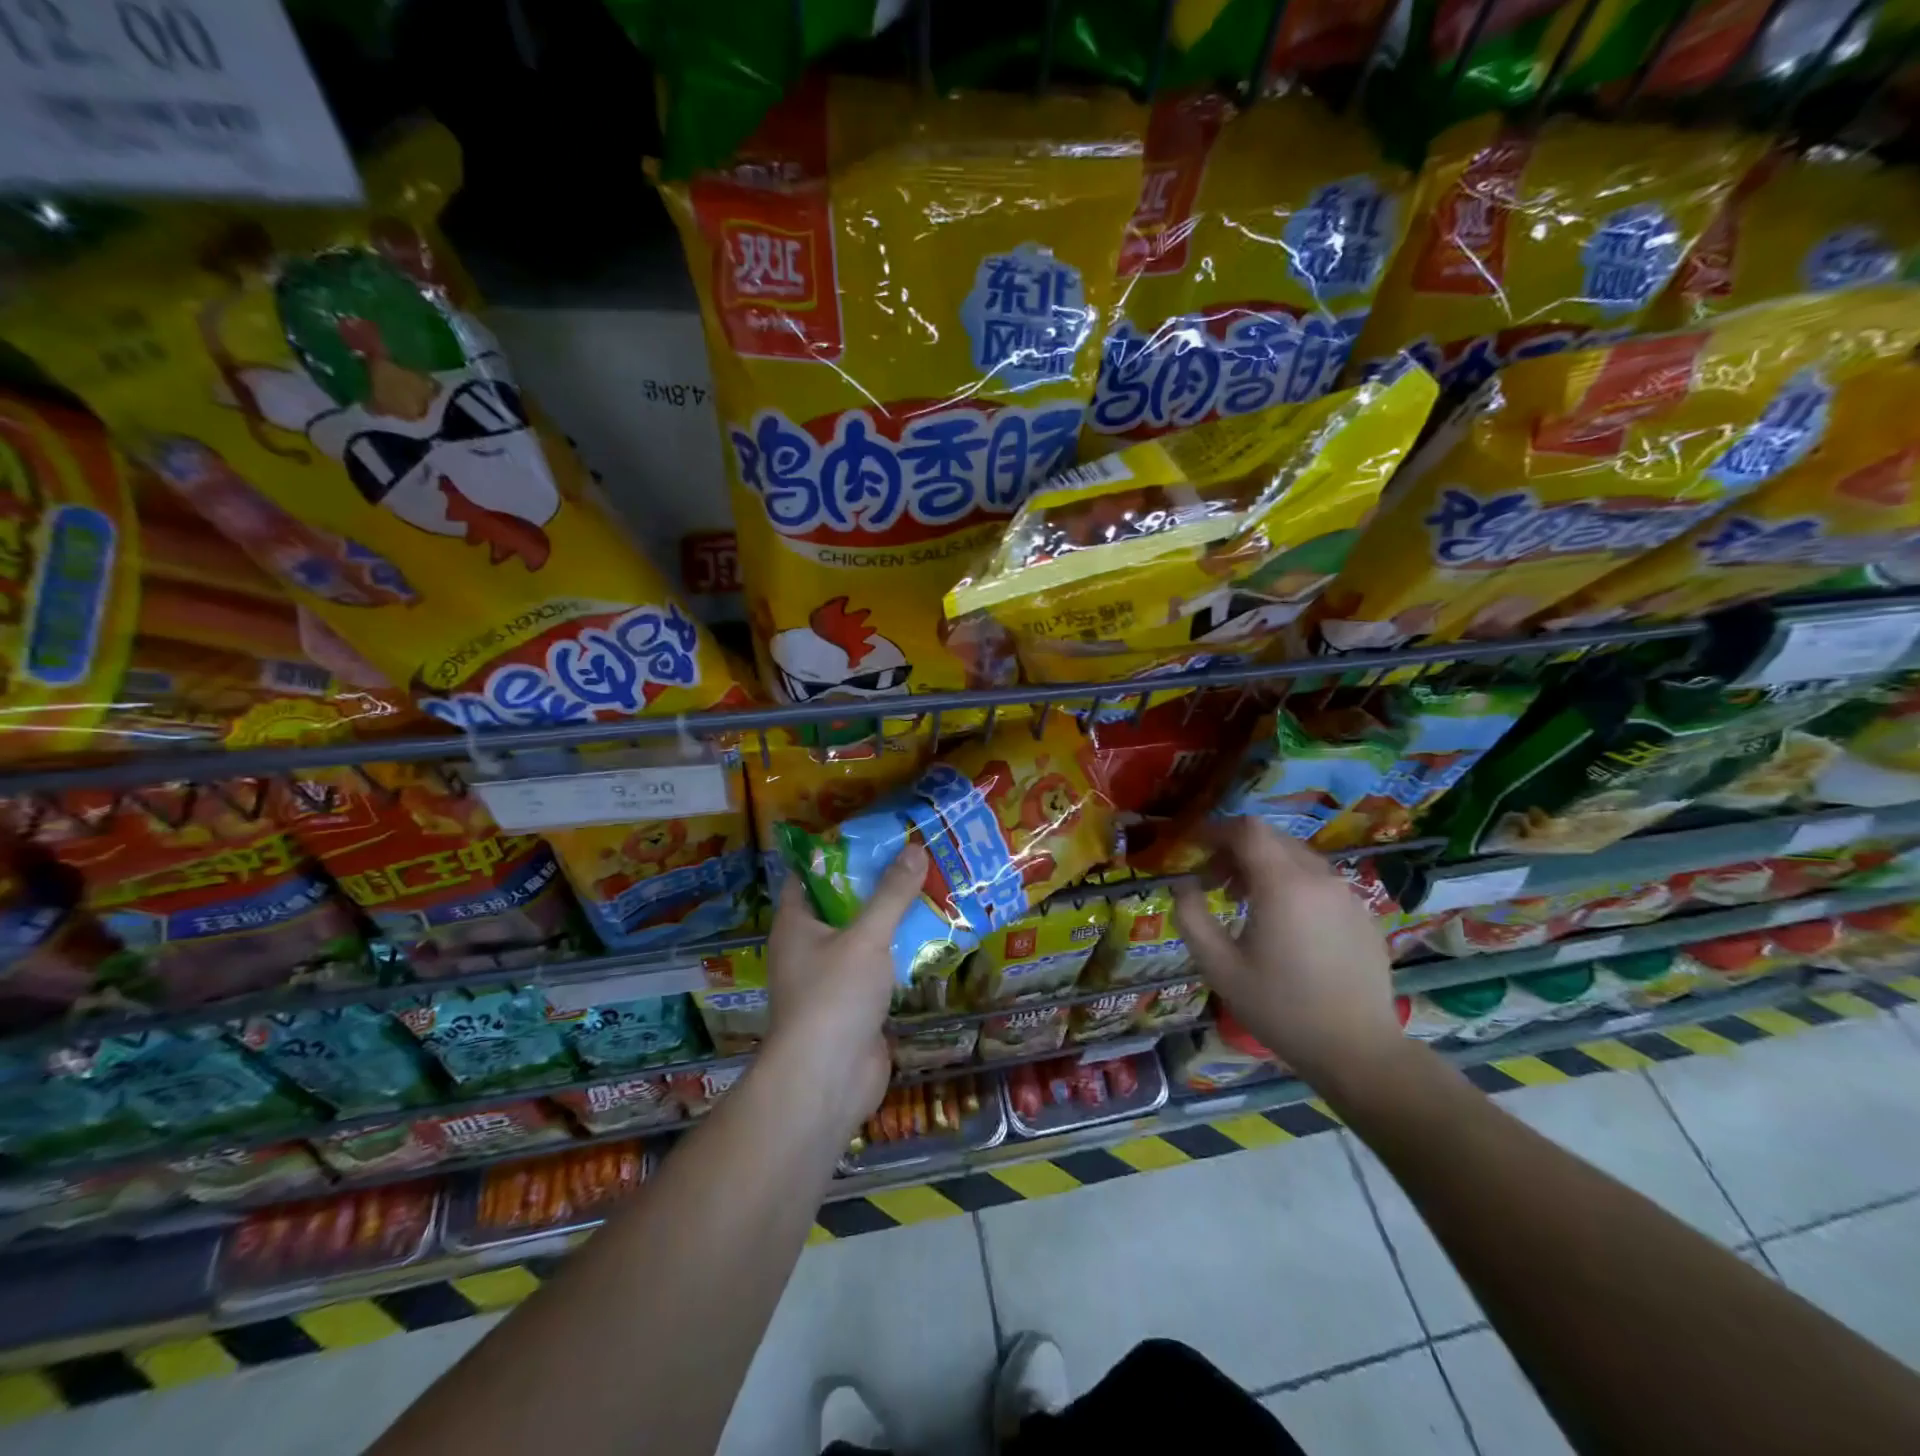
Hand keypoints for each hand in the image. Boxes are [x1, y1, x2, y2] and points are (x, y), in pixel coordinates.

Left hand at [763, 845, 926, 1133]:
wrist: (827, 1081)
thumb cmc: (834, 997)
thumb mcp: (865, 937)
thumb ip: (891, 894)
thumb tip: (914, 848)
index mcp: (797, 923)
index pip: (809, 874)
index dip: (837, 851)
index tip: (874, 833)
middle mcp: (810, 945)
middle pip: (843, 902)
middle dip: (876, 881)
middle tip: (914, 854)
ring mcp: (833, 976)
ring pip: (865, 935)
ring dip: (893, 916)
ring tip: (931, 885)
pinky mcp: (856, 1002)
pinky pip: (880, 965)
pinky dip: (901, 950)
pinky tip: (933, 933)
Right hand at [1171, 817, 1406, 1091]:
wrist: (1358, 1051)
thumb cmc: (1280, 1008)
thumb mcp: (1218, 966)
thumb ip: (1191, 916)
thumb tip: (1183, 884)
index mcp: (1283, 884)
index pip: (1247, 829)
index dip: (1215, 831)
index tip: (1194, 849)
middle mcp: (1320, 878)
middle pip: (1272, 838)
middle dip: (1236, 849)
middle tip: (1213, 880)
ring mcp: (1348, 895)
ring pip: (1297, 858)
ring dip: (1264, 866)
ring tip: (1244, 902)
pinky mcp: (1364, 915)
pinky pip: (1320, 882)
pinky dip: (1293, 884)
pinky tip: (1285, 925)